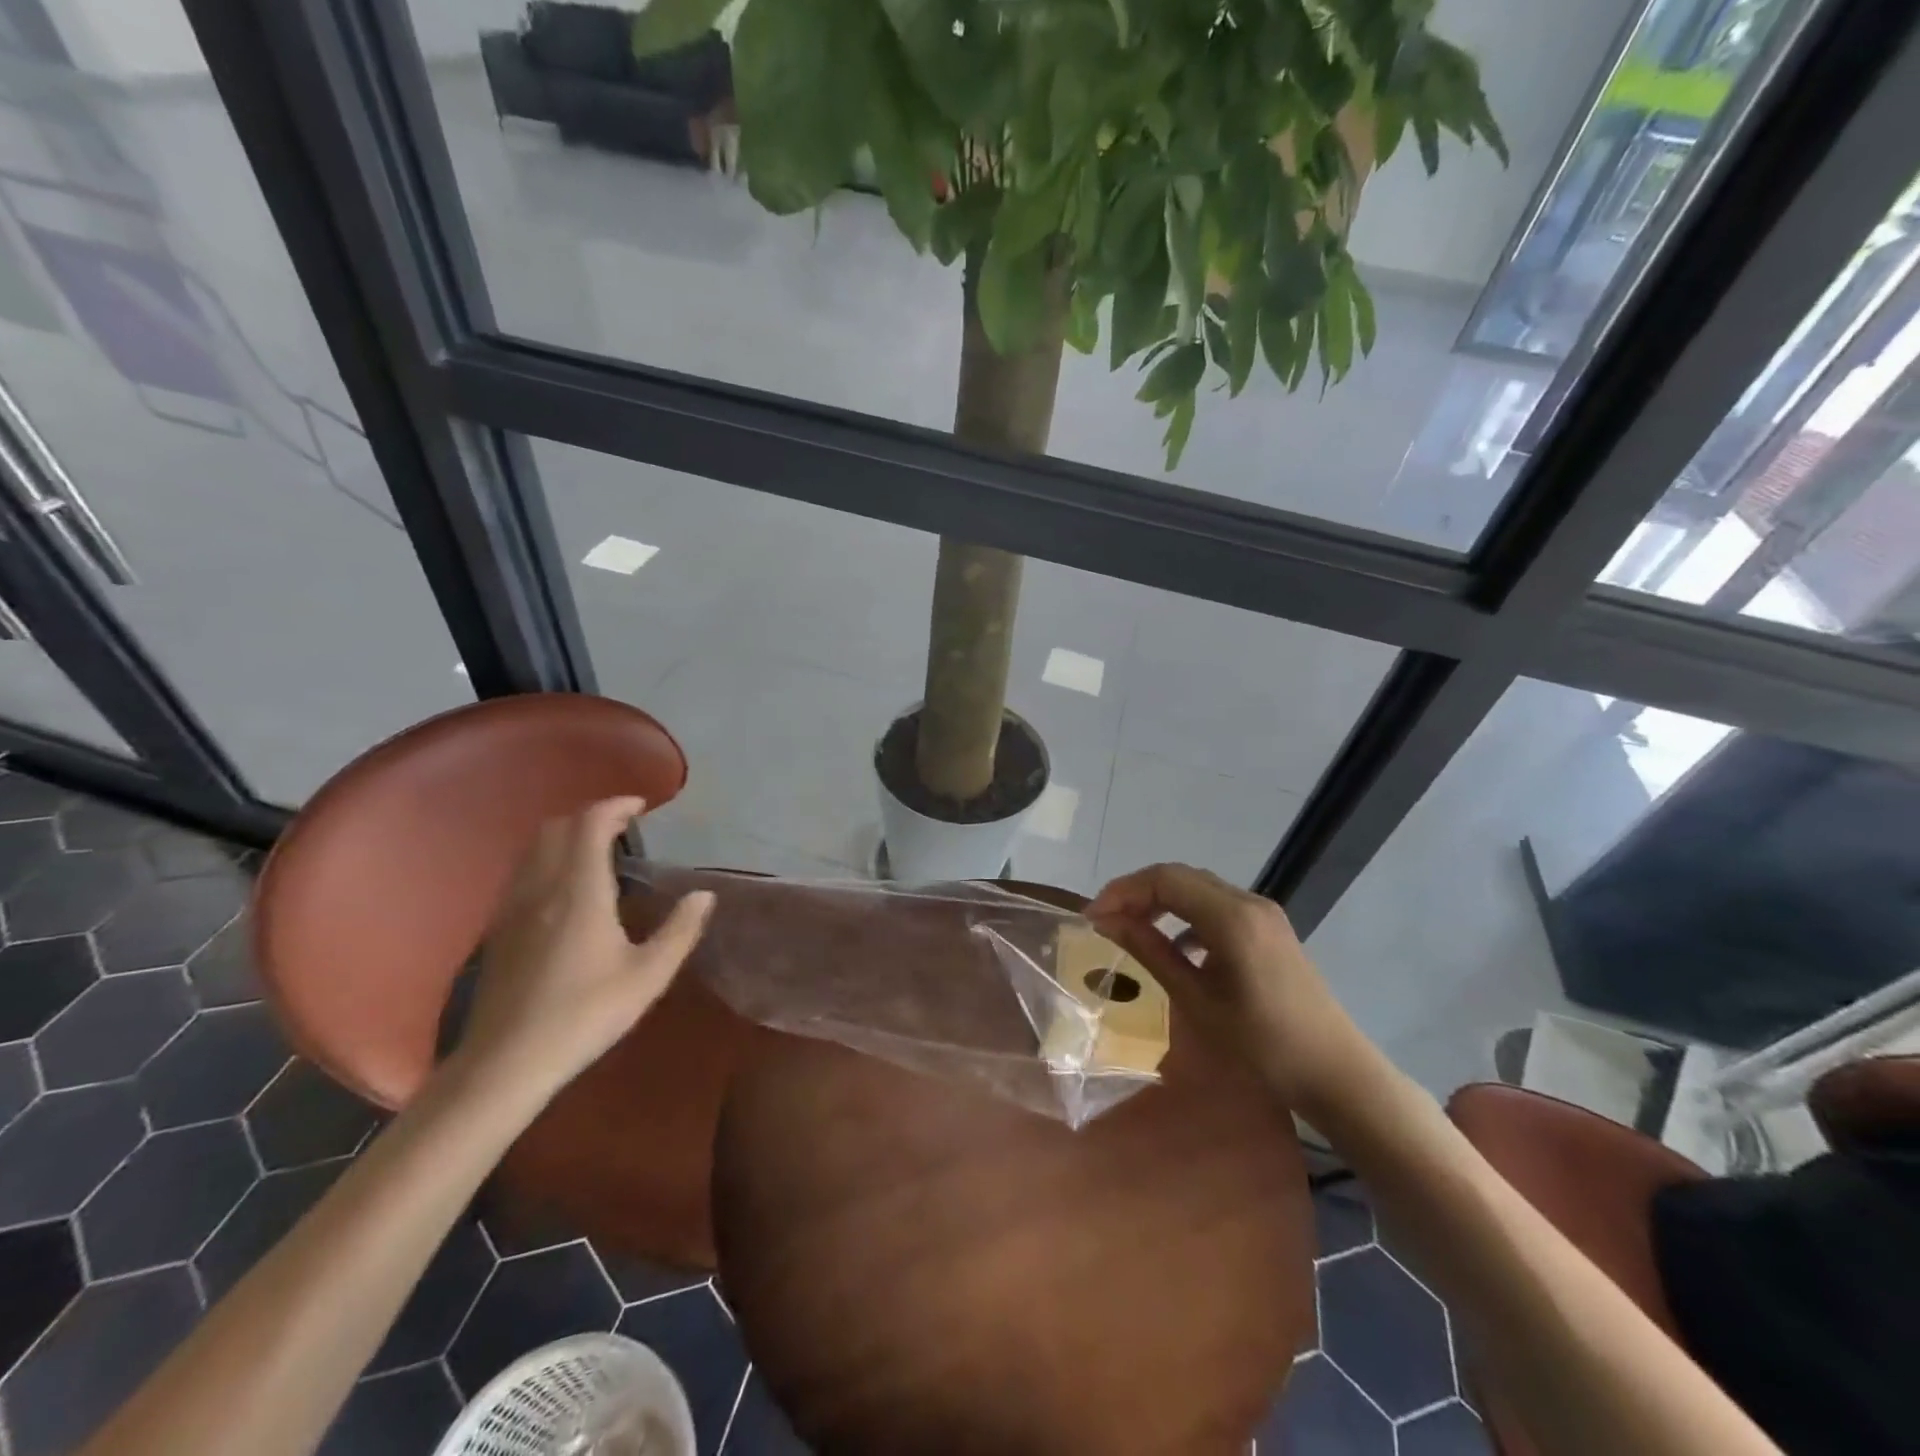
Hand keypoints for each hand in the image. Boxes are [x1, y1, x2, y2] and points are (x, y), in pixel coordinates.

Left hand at [455, 796, 713, 1102]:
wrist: (507, 1061)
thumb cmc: (585, 1014)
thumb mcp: (648, 975)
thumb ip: (680, 930)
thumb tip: (704, 895)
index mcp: (580, 889)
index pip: (590, 824)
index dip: (615, 806)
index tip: (640, 808)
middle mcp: (542, 886)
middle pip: (557, 827)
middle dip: (590, 816)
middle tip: (622, 828)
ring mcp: (513, 906)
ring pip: (534, 848)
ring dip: (565, 836)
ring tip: (597, 852)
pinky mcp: (498, 927)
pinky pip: (522, 872)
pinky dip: (547, 860)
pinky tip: (565, 889)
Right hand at [1087, 863, 1361, 1111]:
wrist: (1336, 1074)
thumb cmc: (1262, 1045)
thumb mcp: (1196, 1000)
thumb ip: (1150, 951)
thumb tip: (1107, 921)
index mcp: (1231, 916)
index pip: (1164, 879)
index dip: (1122, 891)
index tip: (1092, 918)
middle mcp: (1248, 901)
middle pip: (1180, 876)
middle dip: (1137, 892)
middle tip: (1105, 920)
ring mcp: (1263, 913)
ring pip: (1198, 888)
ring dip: (1161, 900)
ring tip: (1131, 929)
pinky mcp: (1269, 928)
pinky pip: (1217, 905)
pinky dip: (1186, 914)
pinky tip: (1175, 945)